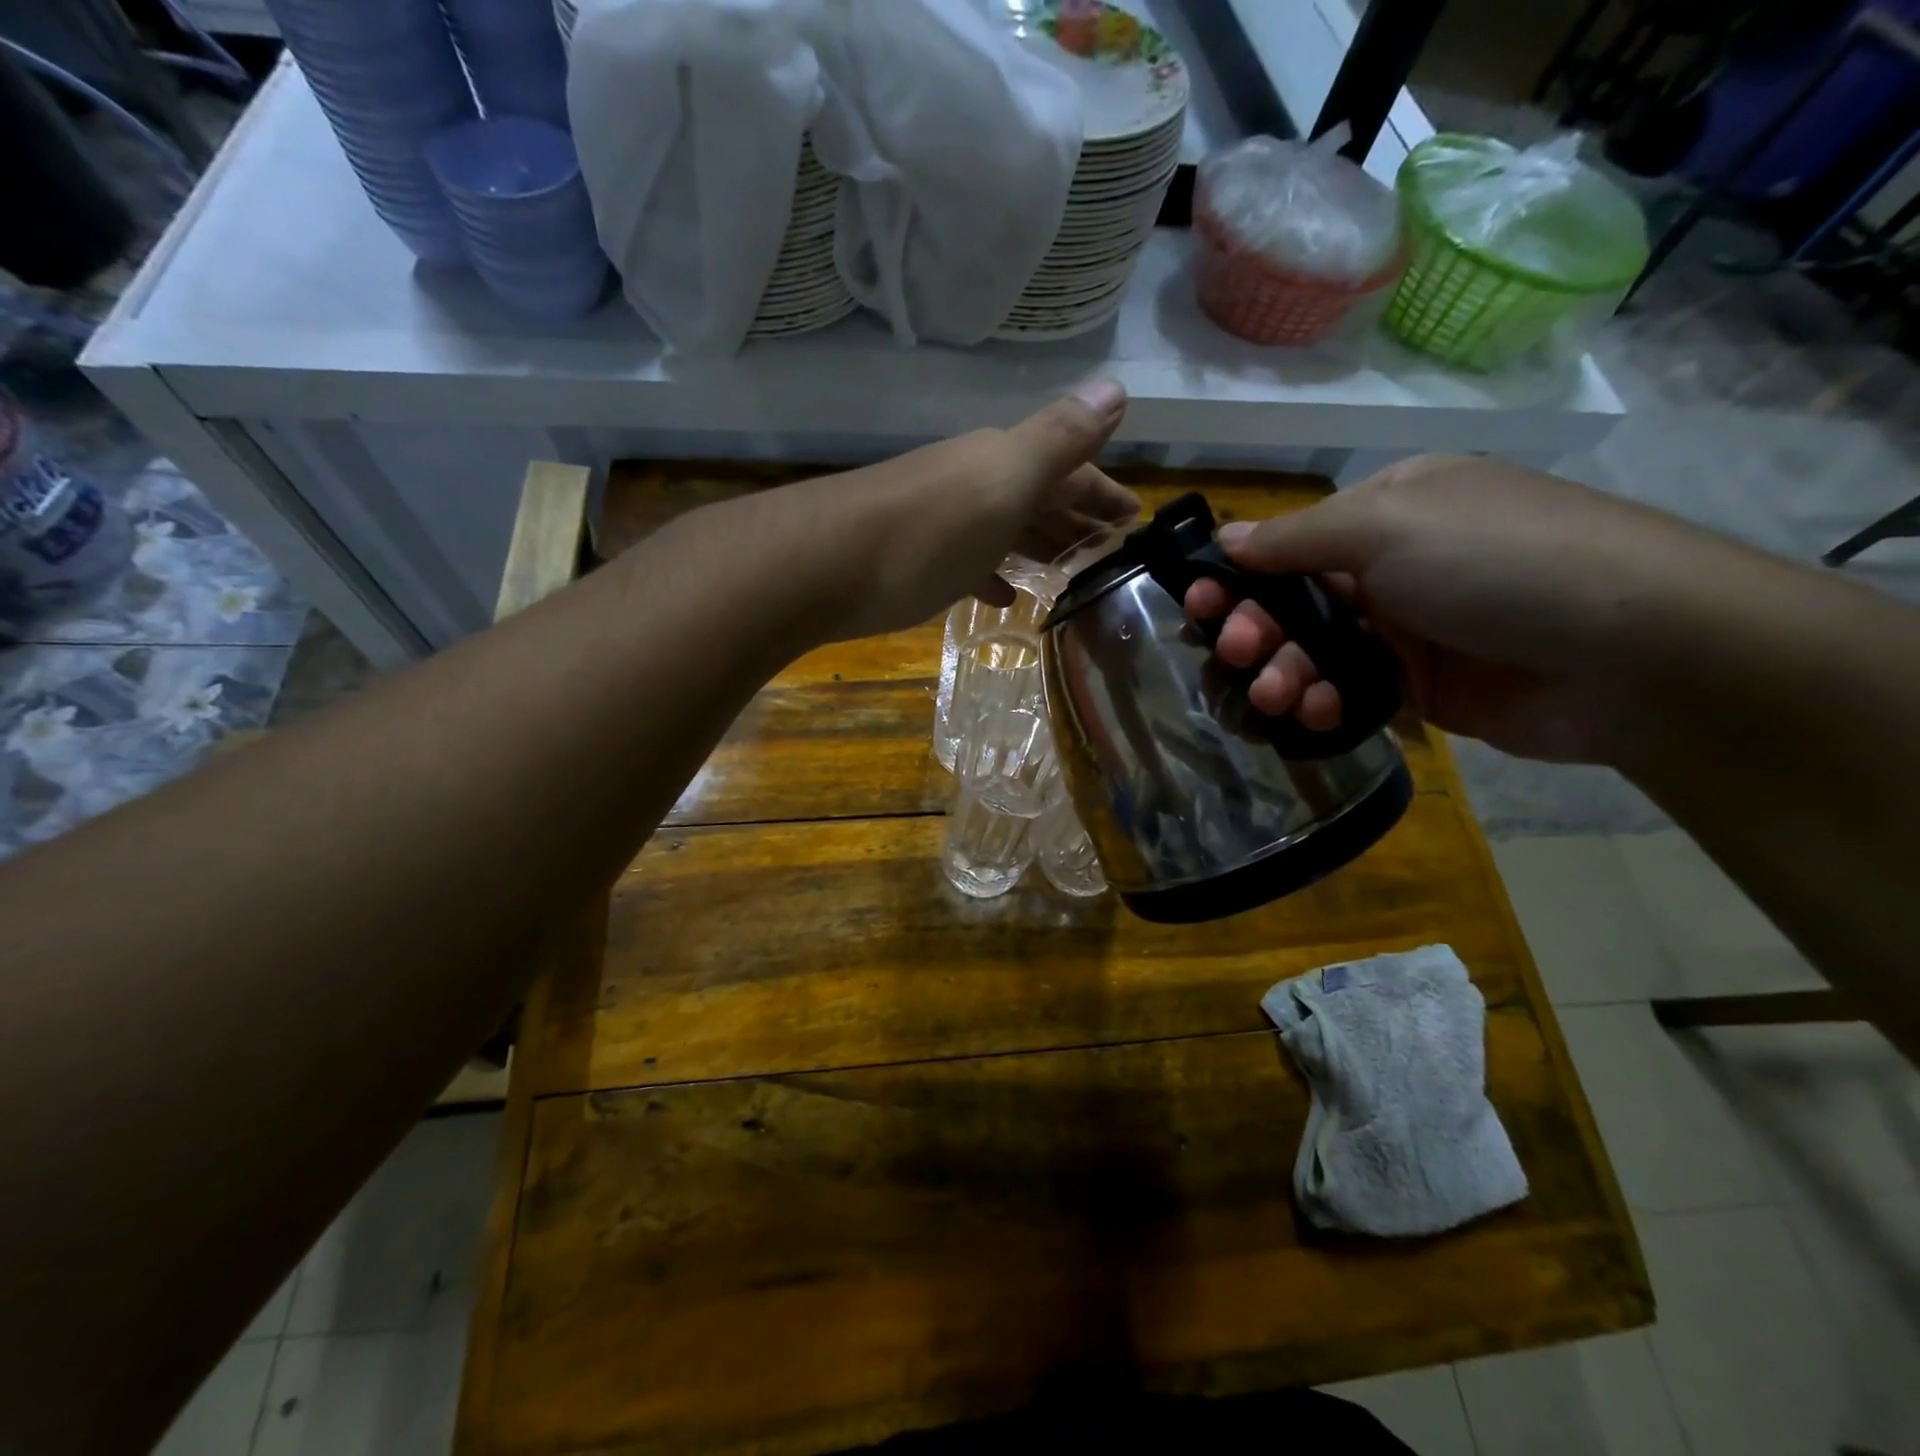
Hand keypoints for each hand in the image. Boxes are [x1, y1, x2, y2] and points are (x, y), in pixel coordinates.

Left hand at [774, 381, 1138, 640]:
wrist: (816, 566)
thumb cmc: (925, 533)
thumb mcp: (1003, 482)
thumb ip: (1058, 440)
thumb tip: (1116, 388)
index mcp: (1000, 461)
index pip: (1068, 469)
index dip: (1103, 492)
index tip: (1134, 521)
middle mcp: (969, 480)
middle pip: (1035, 496)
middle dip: (1075, 518)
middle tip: (1108, 551)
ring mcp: (936, 518)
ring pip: (1002, 527)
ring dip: (1037, 544)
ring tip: (1067, 573)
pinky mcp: (908, 557)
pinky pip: (966, 559)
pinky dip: (991, 571)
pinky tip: (1001, 595)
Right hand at [1184, 455, 1749, 764]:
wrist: (1631, 651)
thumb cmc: (1496, 560)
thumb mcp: (1387, 523)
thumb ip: (1295, 539)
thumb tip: (1226, 540)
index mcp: (1385, 512)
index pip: (1286, 544)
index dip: (1235, 574)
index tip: (1196, 603)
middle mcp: (1390, 568)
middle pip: (1289, 603)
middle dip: (1253, 628)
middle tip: (1235, 651)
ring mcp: (1404, 631)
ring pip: (1311, 654)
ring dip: (1281, 673)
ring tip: (1275, 694)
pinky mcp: (1417, 690)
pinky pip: (1346, 694)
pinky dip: (1322, 705)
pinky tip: (1314, 714)